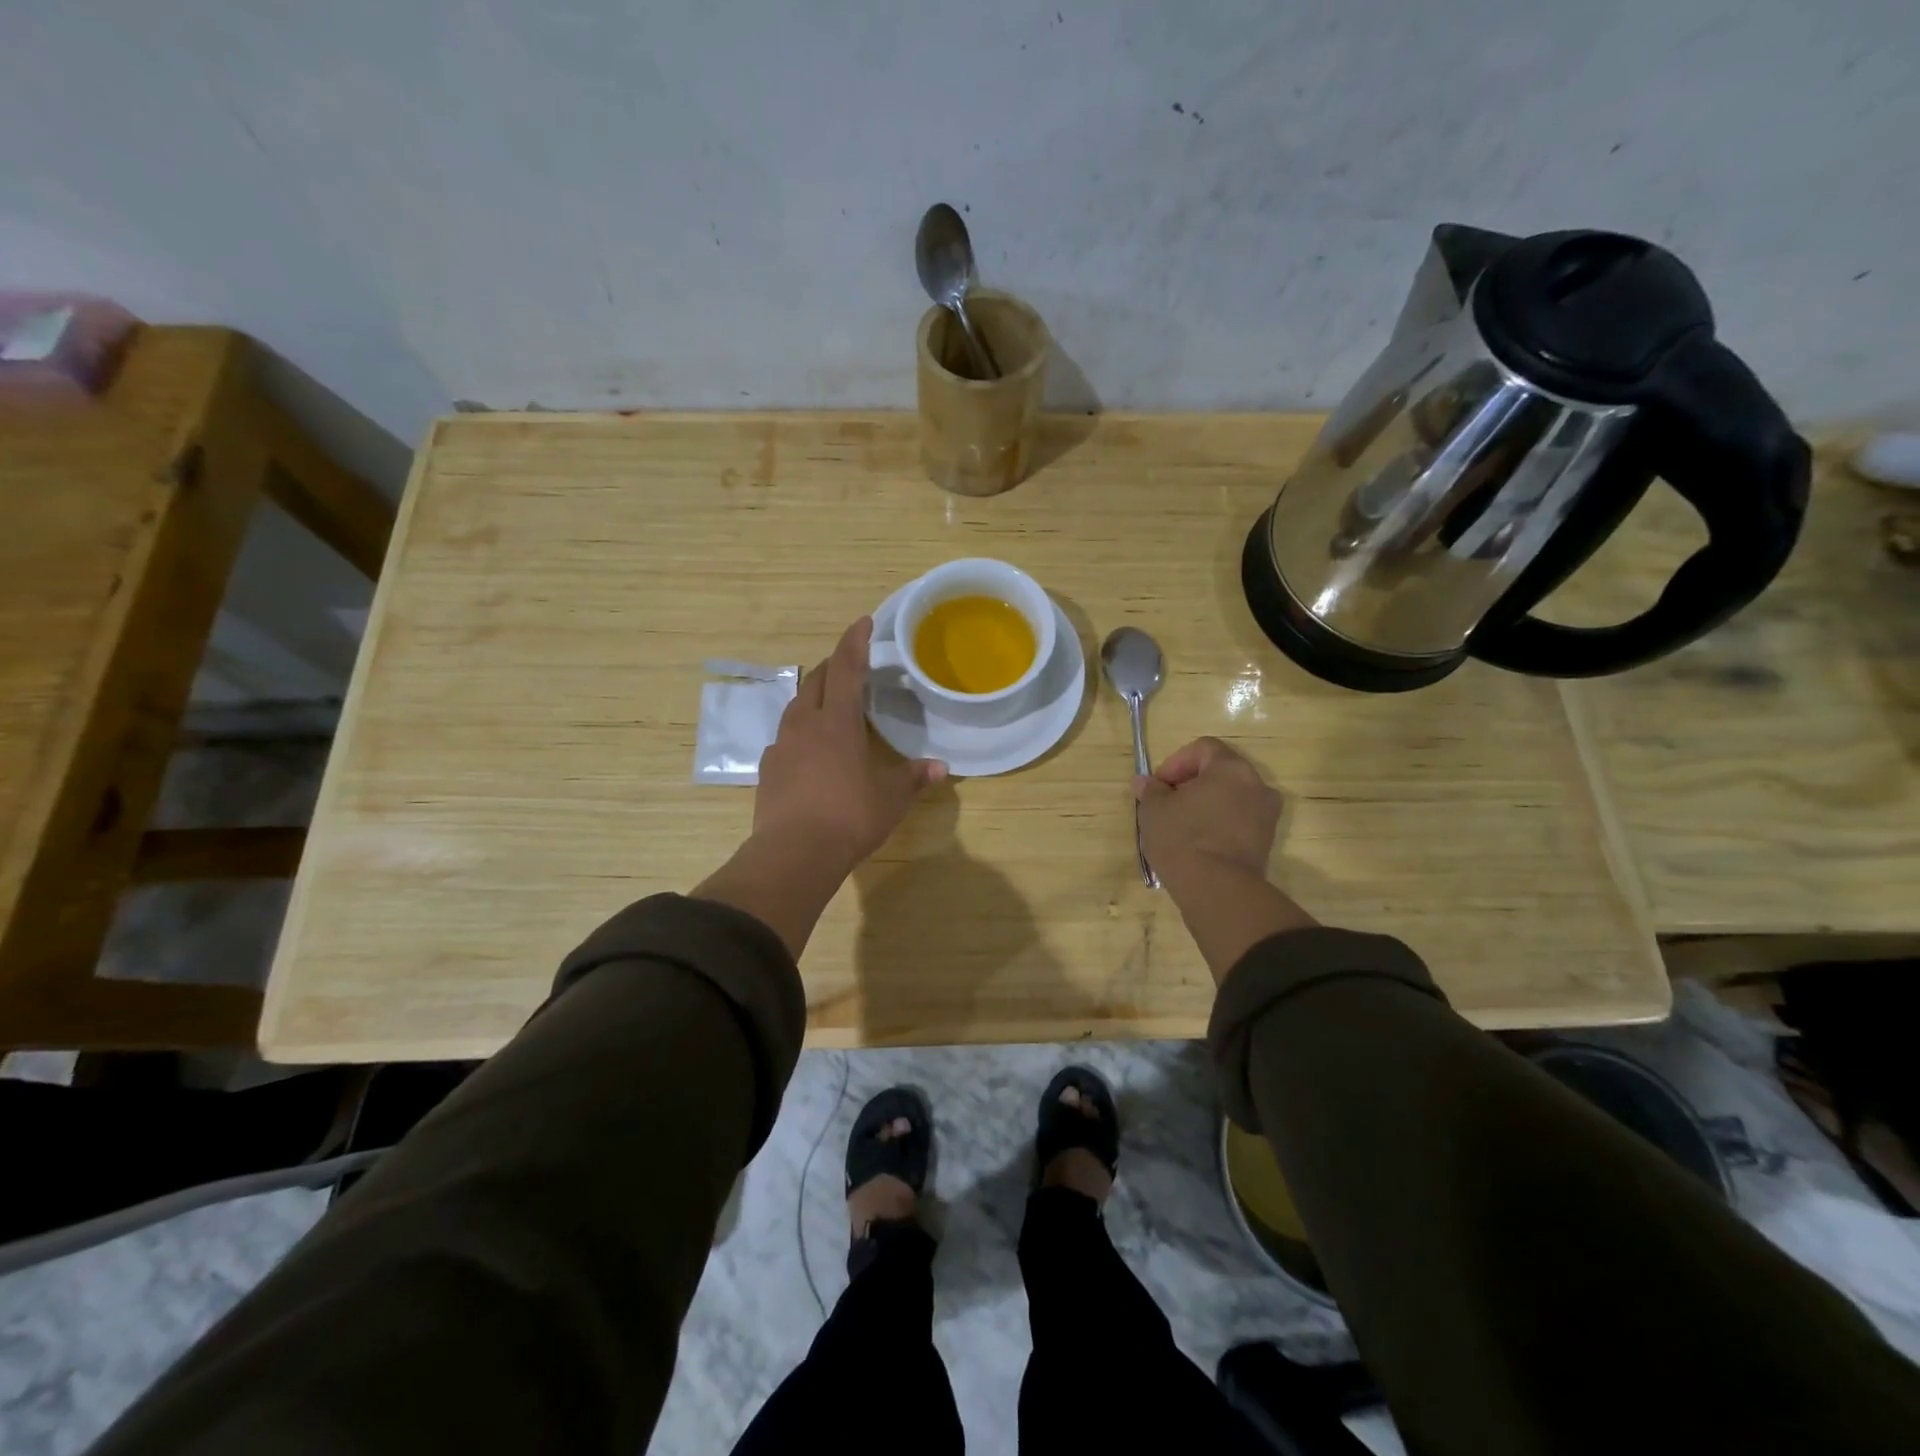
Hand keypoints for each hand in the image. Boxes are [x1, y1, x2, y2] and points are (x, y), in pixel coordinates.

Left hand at [753, 617, 945, 874]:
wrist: (793, 854)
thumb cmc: (849, 816)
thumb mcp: (890, 798)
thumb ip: (913, 778)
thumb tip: (939, 768)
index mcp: (836, 721)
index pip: (846, 667)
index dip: (855, 641)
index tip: (863, 621)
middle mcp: (805, 724)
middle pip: (816, 680)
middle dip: (834, 666)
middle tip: (852, 665)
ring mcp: (781, 746)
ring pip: (797, 706)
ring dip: (815, 697)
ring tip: (832, 705)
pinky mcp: (768, 769)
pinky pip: (786, 737)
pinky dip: (802, 731)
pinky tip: (812, 749)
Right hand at [1134, 737, 1281, 888]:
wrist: (1218, 890)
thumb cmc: (1183, 838)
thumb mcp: (1154, 810)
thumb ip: (1151, 790)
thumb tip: (1144, 782)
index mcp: (1231, 768)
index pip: (1203, 748)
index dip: (1176, 762)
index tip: (1159, 786)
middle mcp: (1257, 785)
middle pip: (1220, 772)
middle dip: (1191, 783)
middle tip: (1167, 803)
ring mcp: (1267, 815)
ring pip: (1231, 797)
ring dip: (1207, 805)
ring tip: (1181, 825)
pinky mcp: (1266, 842)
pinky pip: (1239, 821)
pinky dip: (1219, 824)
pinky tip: (1197, 843)